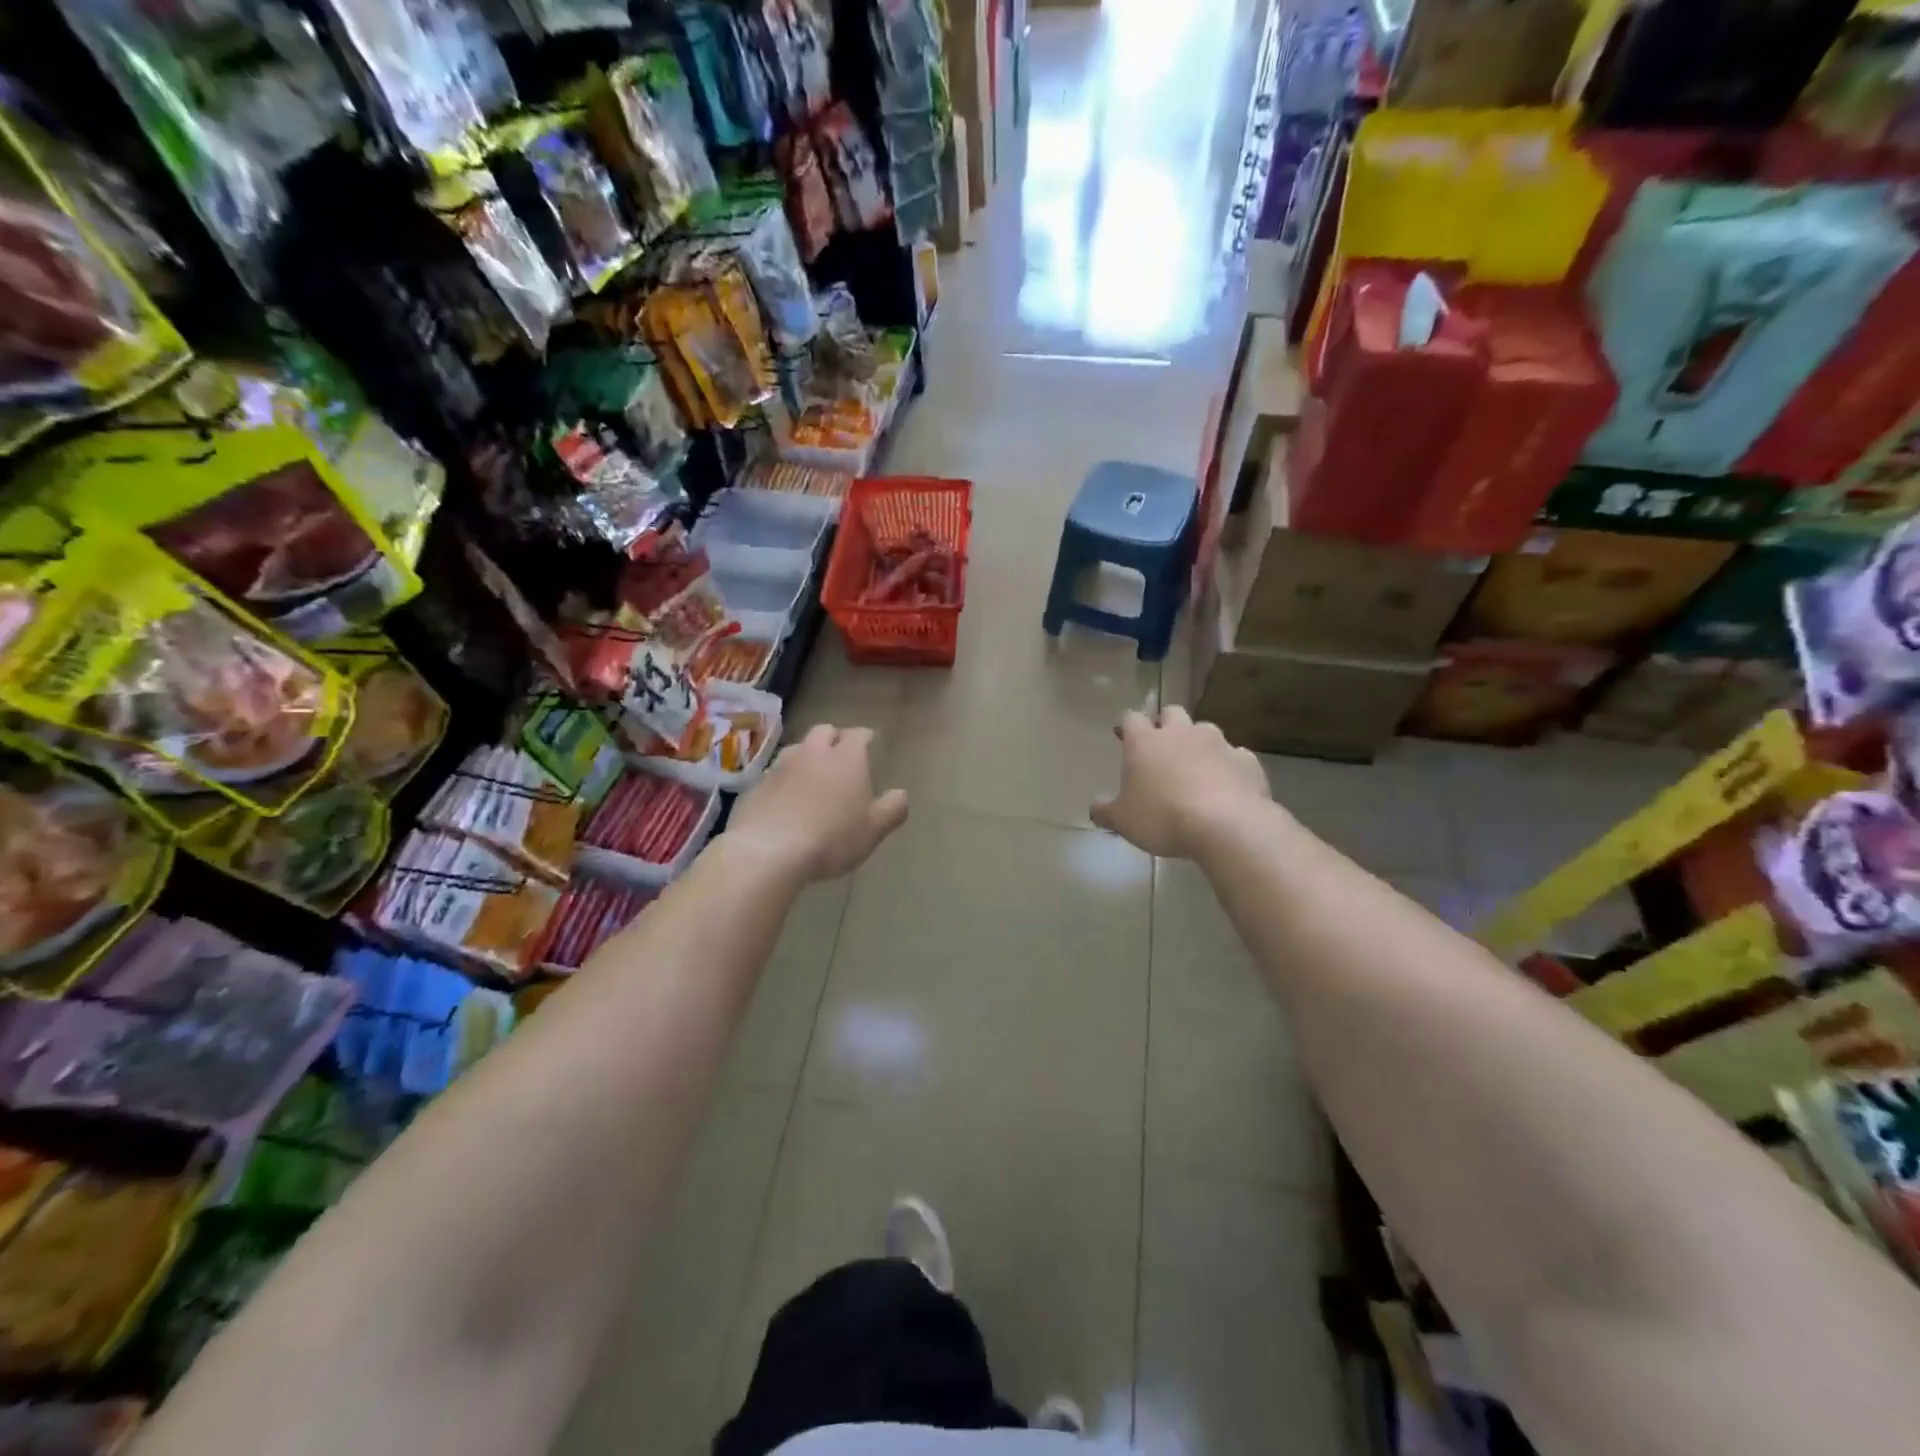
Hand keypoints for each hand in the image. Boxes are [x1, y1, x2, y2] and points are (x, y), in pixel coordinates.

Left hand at [729, 724, 909, 881]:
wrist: (769, 850)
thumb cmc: (832, 837)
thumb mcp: (874, 829)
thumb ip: (893, 808)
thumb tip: (901, 794)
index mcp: (846, 758)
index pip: (859, 735)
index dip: (865, 736)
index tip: (870, 741)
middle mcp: (813, 753)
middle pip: (824, 731)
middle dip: (834, 738)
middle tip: (841, 754)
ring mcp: (781, 766)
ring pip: (798, 749)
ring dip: (807, 756)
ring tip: (813, 774)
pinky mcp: (757, 785)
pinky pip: (776, 774)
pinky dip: (785, 780)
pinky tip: (787, 798)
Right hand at [1091, 707, 1270, 858]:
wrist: (1227, 826)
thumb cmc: (1163, 818)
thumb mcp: (1123, 821)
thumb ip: (1105, 811)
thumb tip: (1095, 807)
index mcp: (1146, 742)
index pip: (1131, 718)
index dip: (1126, 725)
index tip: (1123, 736)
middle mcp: (1181, 733)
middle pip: (1171, 713)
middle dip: (1165, 724)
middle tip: (1161, 747)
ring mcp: (1218, 743)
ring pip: (1205, 730)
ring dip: (1198, 743)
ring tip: (1196, 767)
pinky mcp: (1247, 760)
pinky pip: (1234, 756)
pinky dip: (1228, 766)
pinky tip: (1227, 786)